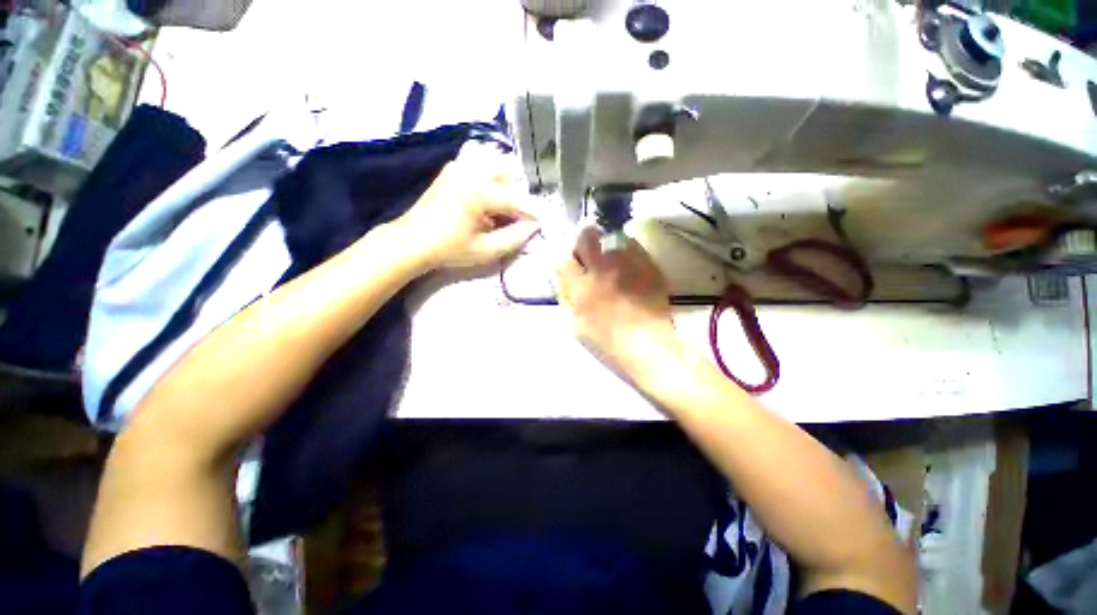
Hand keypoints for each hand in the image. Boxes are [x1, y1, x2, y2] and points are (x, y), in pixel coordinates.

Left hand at [393, 144, 539, 270]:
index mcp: (480, 193)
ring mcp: (461, 164)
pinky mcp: (454, 166)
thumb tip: (534, 226)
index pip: (517, 200)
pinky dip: (490, 165)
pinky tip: (490, 184)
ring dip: (508, 177)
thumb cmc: (450, 248)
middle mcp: (472, 171)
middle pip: (511, 171)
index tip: (544, 223)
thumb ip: (515, 238)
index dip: (533, 213)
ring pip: (496, 159)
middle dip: (521, 192)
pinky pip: (479, 155)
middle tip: (521, 214)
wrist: (413, 240)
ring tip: (507, 201)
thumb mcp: (486, 250)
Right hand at [558, 227, 681, 381]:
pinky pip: (634, 246)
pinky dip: (628, 252)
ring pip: (612, 238)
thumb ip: (569, 297)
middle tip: (590, 254)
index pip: (565, 261)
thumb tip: (568, 278)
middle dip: (584, 241)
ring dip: (608, 248)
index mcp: (582, 287)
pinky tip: (630, 267)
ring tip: (614, 263)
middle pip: (587, 237)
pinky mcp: (649, 264)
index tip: (574, 267)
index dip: (568, 263)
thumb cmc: (608, 341)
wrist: (648, 346)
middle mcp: (603, 268)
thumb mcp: (577, 324)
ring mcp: (628, 263)